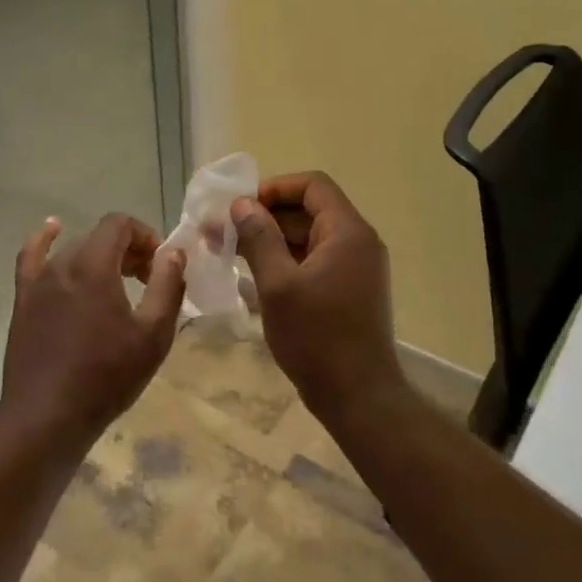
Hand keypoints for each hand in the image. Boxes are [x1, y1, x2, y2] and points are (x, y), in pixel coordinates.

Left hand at [1, 213, 186, 437]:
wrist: (47, 415)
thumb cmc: (107, 376)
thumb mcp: (153, 334)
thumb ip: (167, 286)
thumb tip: (173, 253)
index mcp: (94, 266)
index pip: (120, 224)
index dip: (145, 236)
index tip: (159, 266)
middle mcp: (62, 264)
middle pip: (99, 238)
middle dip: (127, 251)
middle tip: (146, 282)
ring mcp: (38, 282)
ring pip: (73, 251)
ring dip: (99, 258)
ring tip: (117, 284)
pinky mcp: (23, 300)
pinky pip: (31, 258)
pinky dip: (43, 240)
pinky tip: (51, 230)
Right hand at [231, 172, 404, 412]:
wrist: (358, 396)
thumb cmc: (316, 337)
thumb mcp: (278, 285)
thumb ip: (259, 238)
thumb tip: (242, 204)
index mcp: (347, 232)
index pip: (313, 185)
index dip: (274, 188)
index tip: (240, 207)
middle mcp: (358, 242)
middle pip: (310, 210)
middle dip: (265, 216)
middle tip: (224, 232)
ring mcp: (356, 268)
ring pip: (309, 237)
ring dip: (271, 239)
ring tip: (230, 252)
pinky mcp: (349, 290)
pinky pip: (315, 261)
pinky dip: (285, 261)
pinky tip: (253, 276)